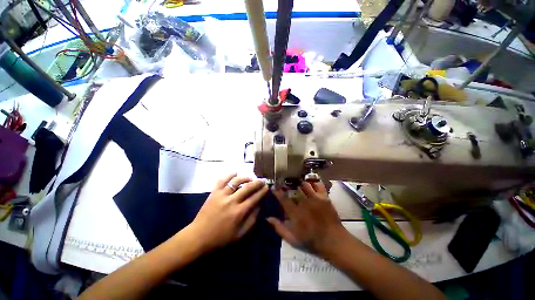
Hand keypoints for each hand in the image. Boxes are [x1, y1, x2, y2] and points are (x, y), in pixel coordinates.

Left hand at [189, 173, 268, 252]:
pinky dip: (229, 175)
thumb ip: (252, 220)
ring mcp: (222, 195)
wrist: (199, 237)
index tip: (267, 187)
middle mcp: (232, 201)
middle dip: (257, 182)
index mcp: (239, 212)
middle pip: (247, 187)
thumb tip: (259, 206)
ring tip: (250, 178)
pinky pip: (222, 180)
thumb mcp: (240, 234)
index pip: (254, 198)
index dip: (262, 191)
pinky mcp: (213, 193)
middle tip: (262, 180)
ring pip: (236, 181)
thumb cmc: (221, 238)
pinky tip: (235, 173)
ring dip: (245, 178)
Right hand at [268, 181, 347, 255]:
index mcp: (295, 213)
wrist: (334, 241)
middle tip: (286, 182)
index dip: (277, 191)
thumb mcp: (292, 239)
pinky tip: (311, 183)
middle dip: (288, 184)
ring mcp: (315, 198)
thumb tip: (268, 218)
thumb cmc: (311, 241)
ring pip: (305, 184)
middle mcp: (304, 203)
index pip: (283, 198)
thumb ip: (279, 228)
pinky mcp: (324, 197)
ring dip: (300, 183)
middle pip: (294, 188)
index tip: (274, 186)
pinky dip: (314, 182)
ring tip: (298, 182)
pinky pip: (318, 185)